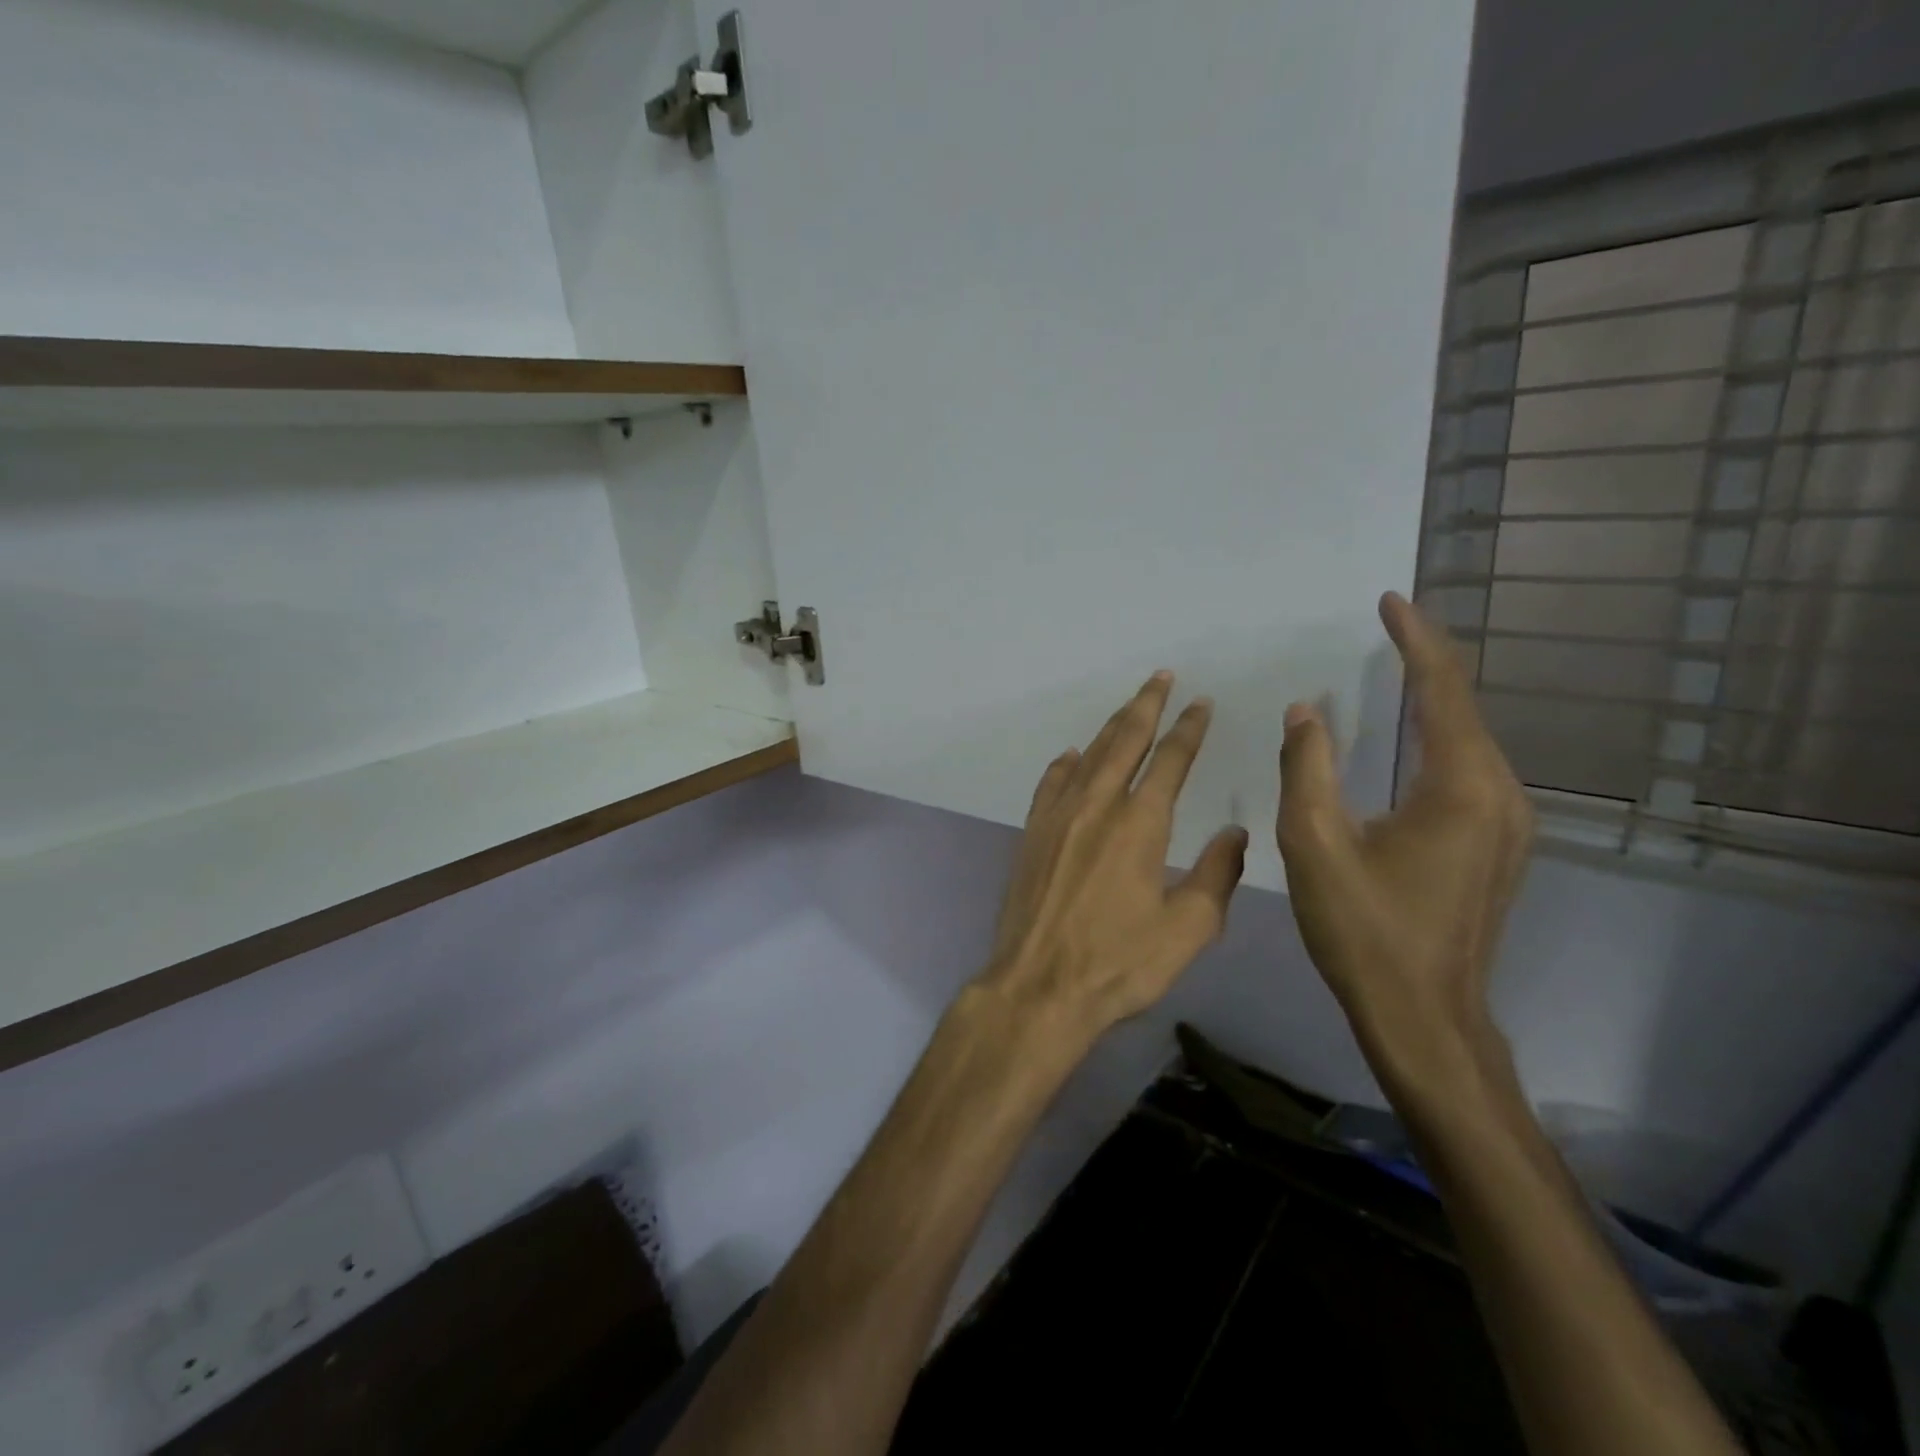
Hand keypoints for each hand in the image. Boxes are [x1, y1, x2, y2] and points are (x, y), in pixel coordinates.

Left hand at [977, 672, 1249, 1044]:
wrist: (1039, 986)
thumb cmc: (1119, 963)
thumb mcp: (1188, 929)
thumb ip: (1216, 874)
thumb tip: (1235, 833)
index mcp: (1141, 823)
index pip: (1171, 760)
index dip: (1189, 728)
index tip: (1201, 703)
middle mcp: (1098, 805)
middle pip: (1125, 740)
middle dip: (1147, 705)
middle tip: (1161, 677)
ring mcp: (1058, 816)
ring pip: (1089, 756)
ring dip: (1111, 727)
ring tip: (1129, 706)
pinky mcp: (1031, 834)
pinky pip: (1051, 784)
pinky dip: (1065, 764)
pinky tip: (1071, 756)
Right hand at [1277, 592, 1533, 1094]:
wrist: (1424, 1018)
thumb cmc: (1364, 932)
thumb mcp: (1315, 845)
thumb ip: (1306, 768)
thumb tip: (1305, 710)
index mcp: (1462, 788)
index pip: (1442, 690)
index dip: (1416, 640)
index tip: (1391, 600)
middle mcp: (1500, 795)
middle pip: (1464, 708)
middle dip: (1427, 661)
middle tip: (1388, 625)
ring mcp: (1507, 823)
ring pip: (1469, 739)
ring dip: (1433, 698)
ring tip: (1398, 664)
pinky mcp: (1496, 845)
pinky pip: (1469, 768)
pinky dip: (1438, 735)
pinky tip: (1413, 733)